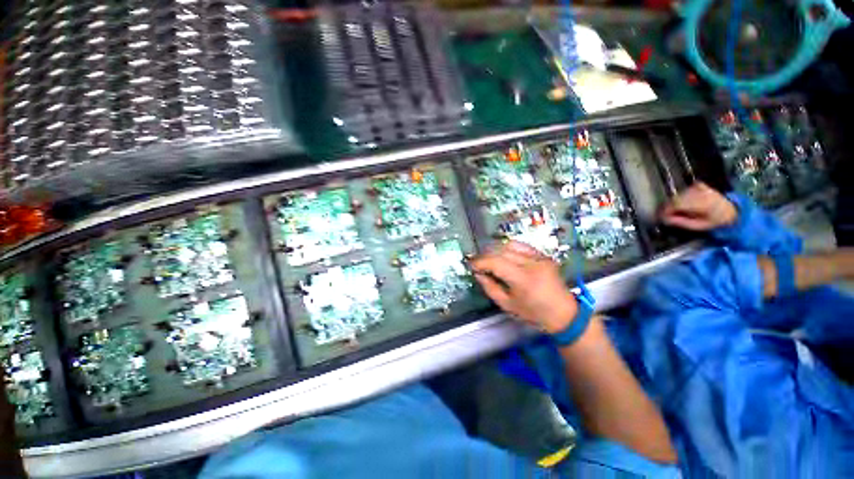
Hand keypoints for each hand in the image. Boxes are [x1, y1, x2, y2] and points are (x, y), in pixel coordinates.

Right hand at [471, 241, 577, 333]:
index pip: (495, 262)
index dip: (480, 262)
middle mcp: (531, 263)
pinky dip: (508, 248)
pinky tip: (503, 254)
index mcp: (523, 279)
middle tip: (477, 263)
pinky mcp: (543, 255)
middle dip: (485, 256)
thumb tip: (478, 273)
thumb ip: (489, 287)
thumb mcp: (507, 305)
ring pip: (510, 245)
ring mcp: (539, 257)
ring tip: (488, 258)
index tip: (471, 265)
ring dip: (495, 250)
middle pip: (501, 251)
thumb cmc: (534, 314)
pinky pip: (521, 245)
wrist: (564, 314)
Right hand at [660, 182, 737, 230]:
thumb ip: (681, 222)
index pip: (676, 204)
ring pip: (679, 194)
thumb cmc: (714, 221)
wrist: (731, 211)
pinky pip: (685, 189)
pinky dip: (682, 195)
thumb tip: (664, 219)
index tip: (660, 217)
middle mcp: (700, 193)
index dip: (666, 210)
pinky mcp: (700, 185)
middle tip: (665, 215)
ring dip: (674, 202)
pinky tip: (684, 201)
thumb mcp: (698, 226)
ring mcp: (700, 187)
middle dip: (668, 207)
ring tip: (674, 210)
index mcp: (701, 204)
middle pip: (676, 198)